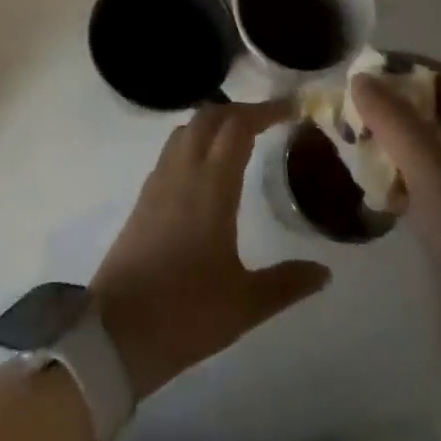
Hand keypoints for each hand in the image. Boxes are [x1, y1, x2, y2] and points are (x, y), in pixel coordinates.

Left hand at [91, 102, 330, 398]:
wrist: (117, 332)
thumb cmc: (186, 313)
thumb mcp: (246, 304)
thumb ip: (287, 283)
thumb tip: (324, 272)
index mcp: (210, 187)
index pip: (237, 127)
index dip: (264, 111)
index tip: (291, 108)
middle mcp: (181, 173)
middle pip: (208, 118)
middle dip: (239, 110)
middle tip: (269, 120)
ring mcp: (157, 183)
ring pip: (185, 131)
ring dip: (213, 123)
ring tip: (241, 138)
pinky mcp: (143, 199)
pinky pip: (171, 152)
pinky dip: (194, 142)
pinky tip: (209, 169)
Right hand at [352, 61, 440, 397]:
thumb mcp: (436, 178)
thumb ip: (397, 123)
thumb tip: (360, 78)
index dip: (409, 68)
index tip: (361, 70)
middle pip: (436, 112)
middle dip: (392, 103)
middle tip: (345, 106)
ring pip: (424, 147)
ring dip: (388, 138)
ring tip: (346, 140)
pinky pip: (420, 182)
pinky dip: (393, 173)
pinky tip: (366, 184)